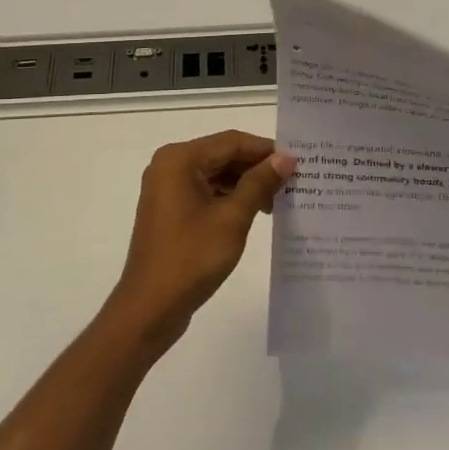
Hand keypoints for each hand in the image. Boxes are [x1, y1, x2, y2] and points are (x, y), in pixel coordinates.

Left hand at [105, 131, 295, 356]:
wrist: (150, 307)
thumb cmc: (191, 258)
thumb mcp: (232, 218)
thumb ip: (259, 183)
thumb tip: (286, 158)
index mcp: (180, 159)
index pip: (232, 142)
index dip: (266, 150)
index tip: (298, 163)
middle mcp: (170, 165)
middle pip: (223, 155)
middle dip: (257, 168)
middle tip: (293, 183)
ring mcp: (167, 188)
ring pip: (216, 174)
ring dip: (246, 184)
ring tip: (279, 201)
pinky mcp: (170, 210)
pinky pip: (206, 192)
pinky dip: (230, 198)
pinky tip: (255, 212)